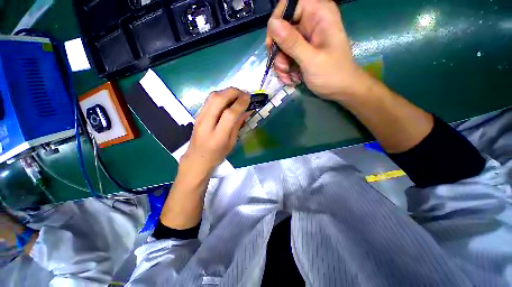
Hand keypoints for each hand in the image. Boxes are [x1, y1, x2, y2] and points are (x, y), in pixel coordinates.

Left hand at [181, 88, 249, 176]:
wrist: (196, 159)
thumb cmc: (217, 155)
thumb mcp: (231, 143)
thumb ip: (237, 126)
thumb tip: (246, 111)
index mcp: (218, 136)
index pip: (229, 114)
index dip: (240, 103)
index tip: (249, 98)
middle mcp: (206, 124)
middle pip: (218, 99)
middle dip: (233, 92)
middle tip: (244, 93)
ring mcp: (200, 118)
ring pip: (212, 96)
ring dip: (226, 91)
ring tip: (237, 95)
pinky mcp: (197, 114)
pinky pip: (209, 100)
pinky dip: (220, 95)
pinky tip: (227, 99)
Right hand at [266, 0, 370, 100]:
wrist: (341, 90)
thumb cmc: (332, 74)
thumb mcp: (311, 59)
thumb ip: (292, 42)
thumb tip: (272, 24)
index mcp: (319, 14)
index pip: (288, 5)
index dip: (277, 22)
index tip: (272, 45)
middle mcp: (310, 22)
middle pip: (282, 28)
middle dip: (279, 52)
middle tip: (283, 69)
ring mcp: (305, 38)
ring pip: (281, 45)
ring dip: (281, 65)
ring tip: (289, 78)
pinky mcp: (301, 51)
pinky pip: (285, 56)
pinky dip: (285, 69)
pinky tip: (291, 79)